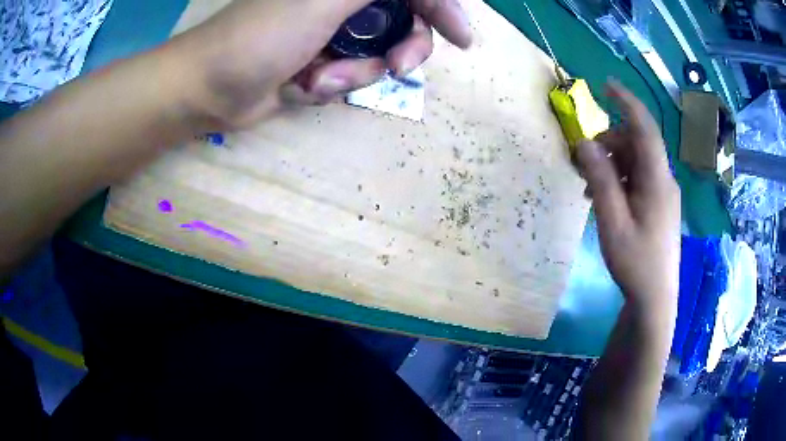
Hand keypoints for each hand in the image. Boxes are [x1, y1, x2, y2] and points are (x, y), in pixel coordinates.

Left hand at [174, 0, 471, 129]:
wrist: (212, 89)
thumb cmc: (265, 34)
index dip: (443, 9)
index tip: (462, 37)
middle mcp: (344, 4)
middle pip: (404, 24)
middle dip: (403, 49)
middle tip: (398, 65)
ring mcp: (332, 33)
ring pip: (379, 56)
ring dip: (357, 73)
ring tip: (322, 79)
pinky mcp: (321, 62)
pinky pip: (353, 76)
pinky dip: (334, 85)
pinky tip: (304, 87)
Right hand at [576, 81, 680, 310]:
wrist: (654, 297)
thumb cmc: (635, 262)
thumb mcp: (612, 222)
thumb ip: (600, 180)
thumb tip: (584, 143)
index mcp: (657, 180)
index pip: (644, 128)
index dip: (627, 102)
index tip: (606, 85)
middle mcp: (664, 180)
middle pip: (636, 144)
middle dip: (608, 145)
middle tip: (582, 164)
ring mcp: (663, 193)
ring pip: (636, 161)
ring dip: (611, 164)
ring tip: (589, 187)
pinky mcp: (659, 204)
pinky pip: (639, 178)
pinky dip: (620, 179)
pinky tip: (604, 198)